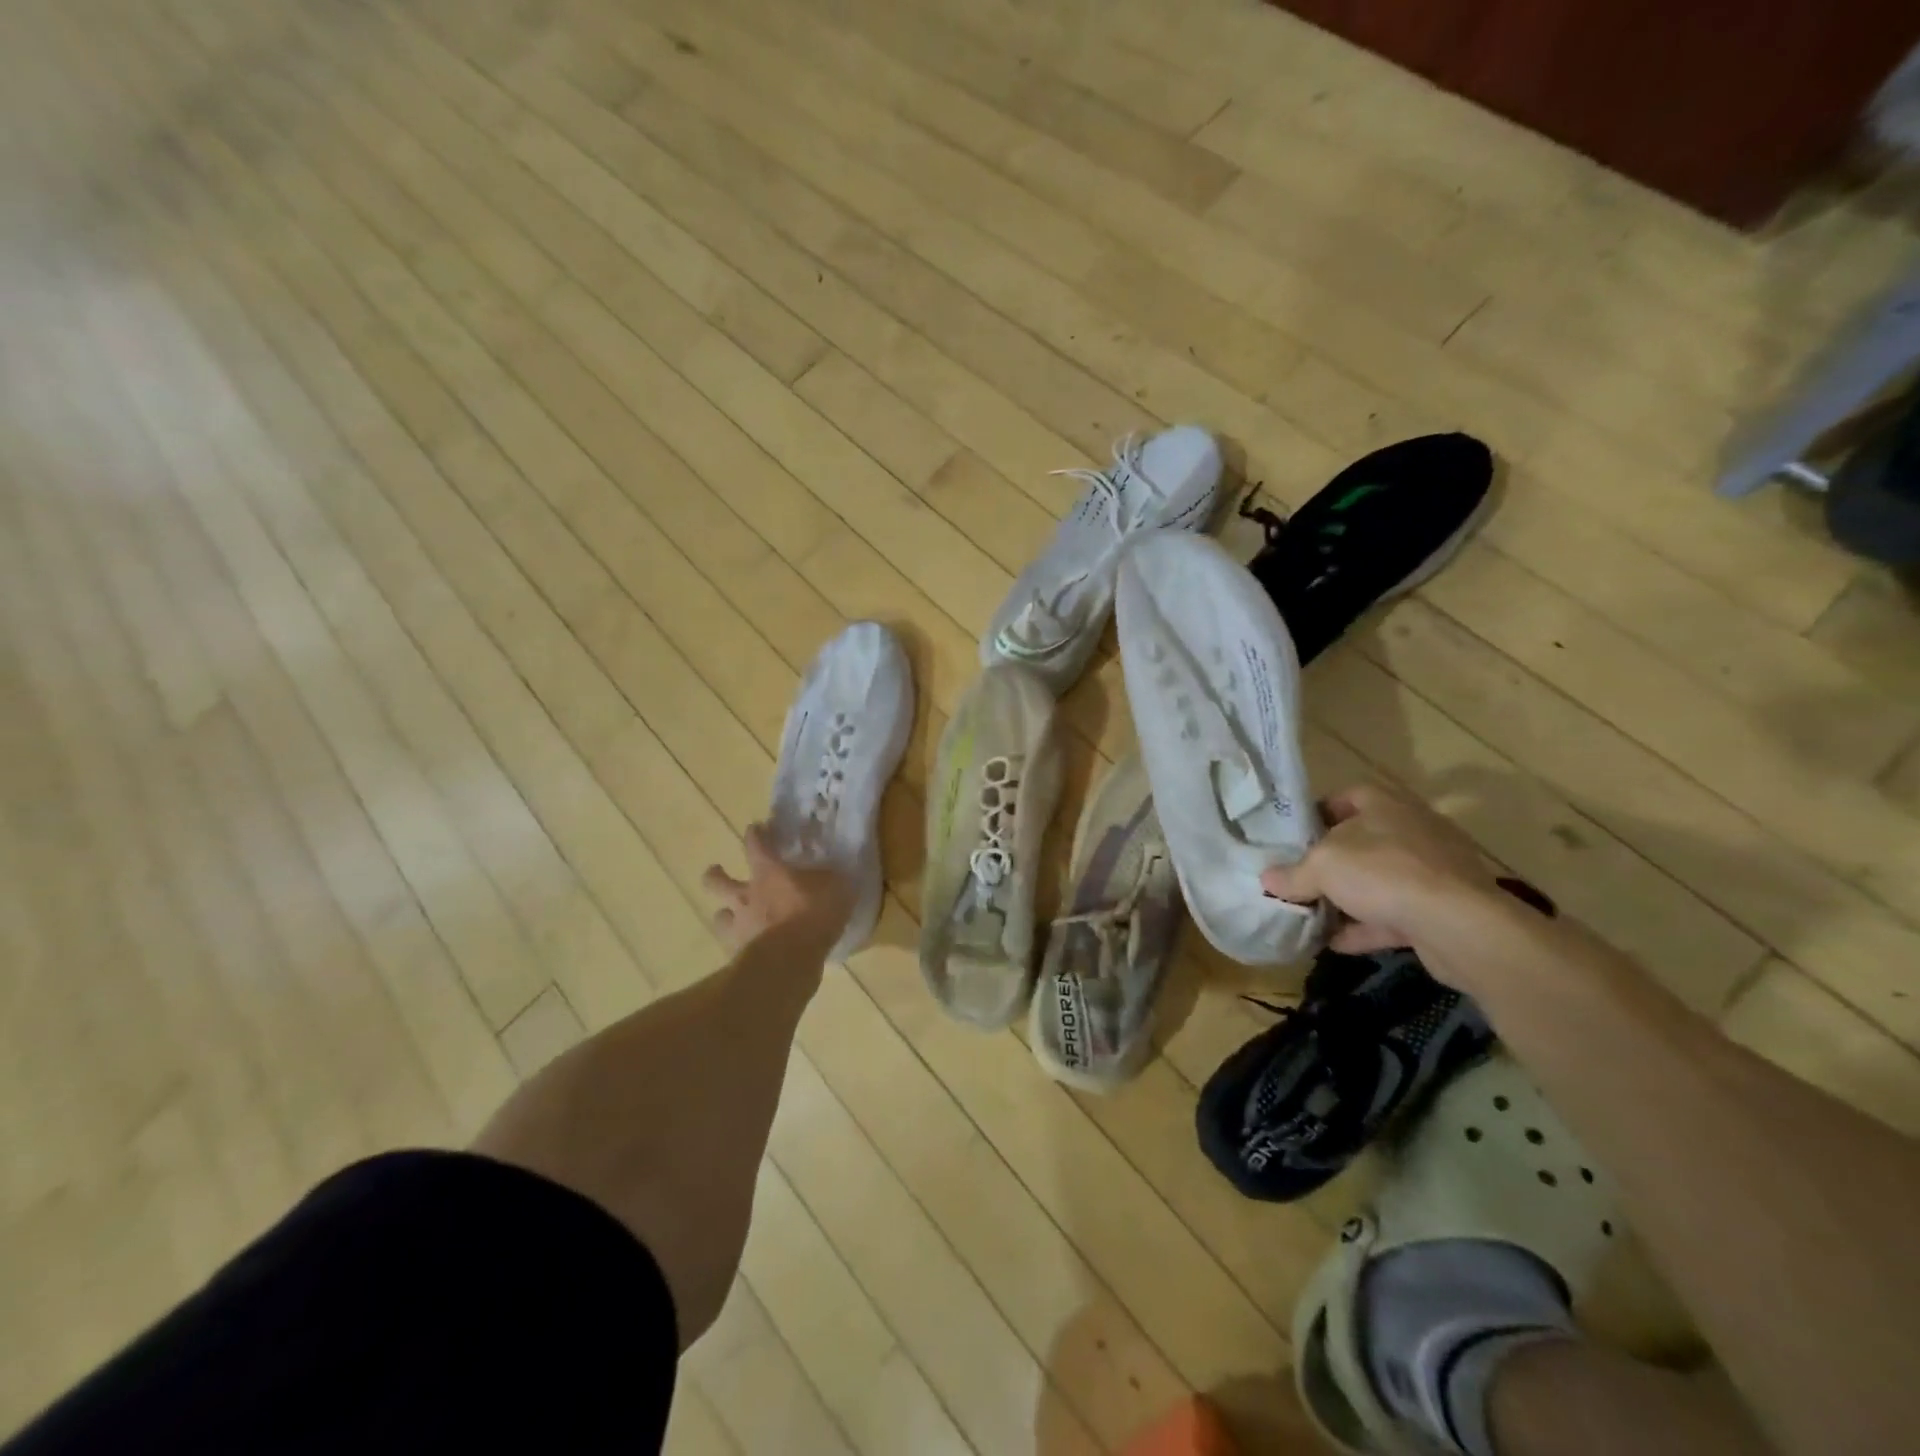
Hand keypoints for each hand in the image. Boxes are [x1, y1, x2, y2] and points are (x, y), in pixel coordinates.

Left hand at [701, 823, 855, 955]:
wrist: (790, 959)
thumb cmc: (813, 914)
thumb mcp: (836, 888)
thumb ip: (830, 879)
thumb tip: (832, 873)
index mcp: (769, 872)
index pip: (755, 844)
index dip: (755, 834)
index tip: (756, 828)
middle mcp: (746, 895)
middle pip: (717, 880)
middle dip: (715, 874)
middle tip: (718, 871)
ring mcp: (739, 925)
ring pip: (719, 915)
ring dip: (725, 913)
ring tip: (732, 916)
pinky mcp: (737, 953)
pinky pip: (732, 944)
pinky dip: (739, 944)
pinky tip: (749, 948)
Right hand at [1261, 784, 1497, 956]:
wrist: (1459, 926)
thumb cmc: (1384, 873)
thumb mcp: (1322, 867)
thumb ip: (1292, 873)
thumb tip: (1268, 880)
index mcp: (1386, 805)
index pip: (1348, 795)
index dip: (1319, 811)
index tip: (1294, 835)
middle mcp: (1412, 831)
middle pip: (1363, 840)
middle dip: (1331, 860)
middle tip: (1299, 875)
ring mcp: (1432, 871)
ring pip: (1380, 880)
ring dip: (1348, 897)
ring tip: (1313, 914)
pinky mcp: (1442, 909)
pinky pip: (1394, 914)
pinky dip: (1366, 927)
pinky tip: (1336, 943)